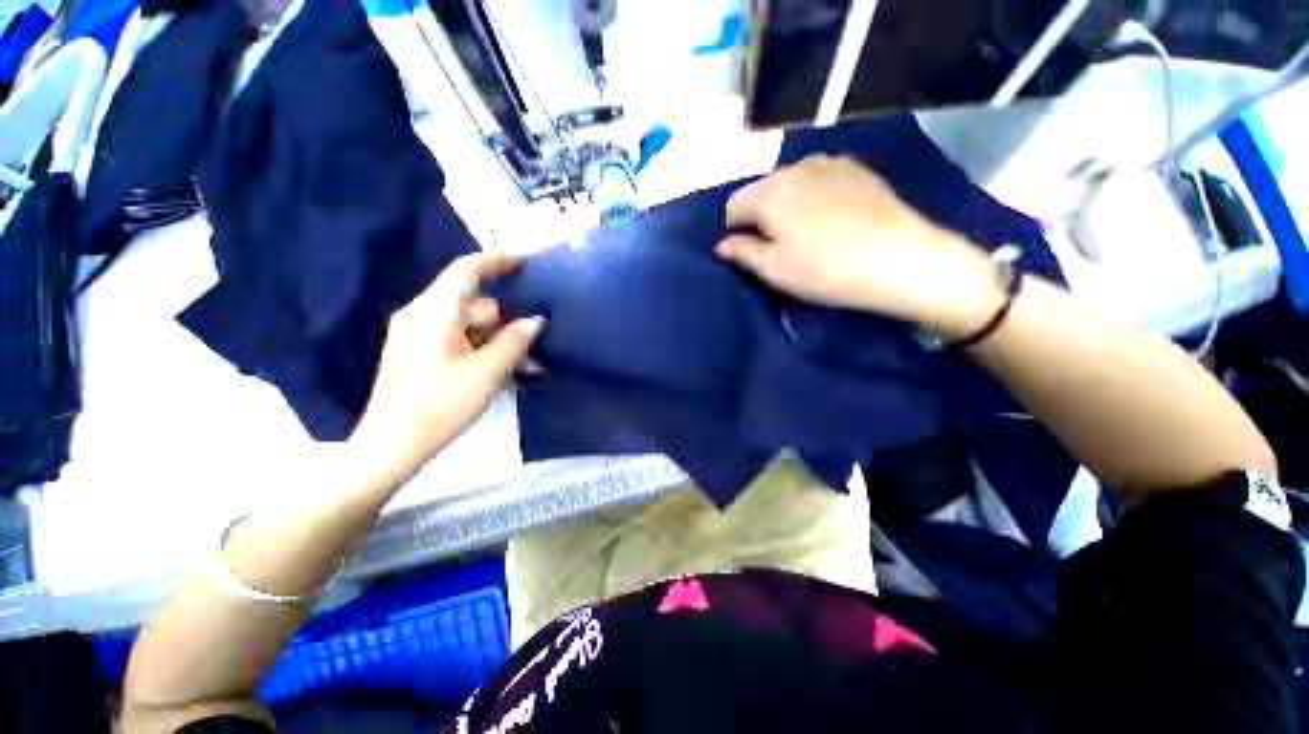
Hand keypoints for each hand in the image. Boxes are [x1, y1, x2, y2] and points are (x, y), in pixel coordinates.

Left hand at [351, 252, 542, 479]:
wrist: (392, 446)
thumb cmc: (440, 404)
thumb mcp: (487, 373)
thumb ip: (514, 342)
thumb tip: (536, 321)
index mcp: (435, 313)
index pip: (465, 271)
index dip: (495, 262)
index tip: (522, 263)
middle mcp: (423, 317)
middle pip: (476, 306)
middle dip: (508, 324)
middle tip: (536, 349)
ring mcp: (420, 336)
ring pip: (472, 329)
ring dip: (500, 345)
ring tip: (527, 371)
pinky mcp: (420, 355)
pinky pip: (460, 343)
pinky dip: (483, 354)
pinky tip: (505, 378)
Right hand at [716, 155, 1003, 337]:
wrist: (899, 259)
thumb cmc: (825, 270)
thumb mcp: (773, 269)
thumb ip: (742, 252)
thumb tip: (722, 244)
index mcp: (769, 192)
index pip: (733, 205)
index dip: (735, 231)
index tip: (751, 252)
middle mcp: (795, 167)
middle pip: (761, 191)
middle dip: (760, 216)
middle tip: (778, 246)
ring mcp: (829, 163)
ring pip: (790, 183)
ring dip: (786, 205)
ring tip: (806, 233)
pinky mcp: (856, 169)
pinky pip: (818, 180)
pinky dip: (813, 197)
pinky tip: (831, 219)